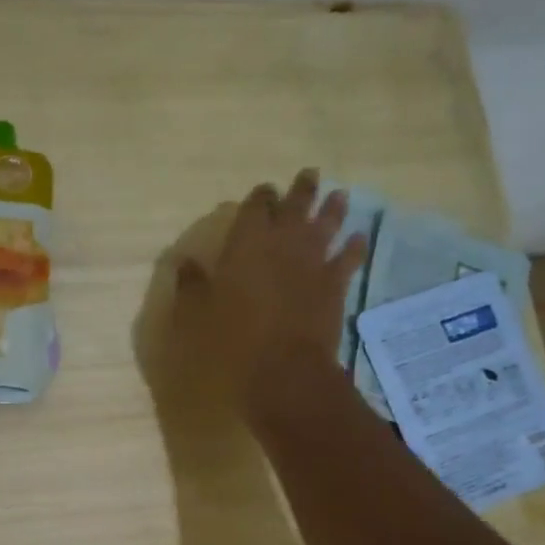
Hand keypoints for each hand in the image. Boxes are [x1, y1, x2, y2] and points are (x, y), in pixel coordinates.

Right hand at [175, 169, 365, 414]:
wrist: (282, 369)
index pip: (255, 206)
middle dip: (301, 189)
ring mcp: (313, 261)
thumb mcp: (196, 314)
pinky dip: (355, 247)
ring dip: (333, 208)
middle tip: (309, 176)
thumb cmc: (232, 341)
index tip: (264, 191)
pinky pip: (349, 258)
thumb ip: (191, 285)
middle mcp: (283, 241)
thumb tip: (185, 264)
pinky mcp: (334, 284)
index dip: (260, 197)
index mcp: (247, 242)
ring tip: (339, 195)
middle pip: (296, 205)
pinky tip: (359, 238)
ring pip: (327, 223)